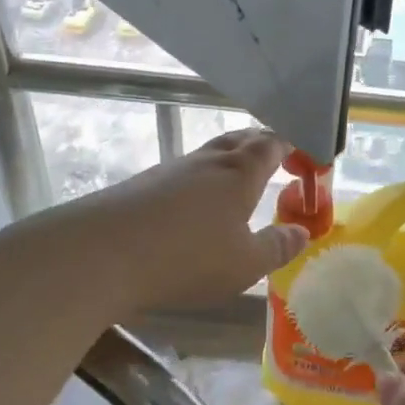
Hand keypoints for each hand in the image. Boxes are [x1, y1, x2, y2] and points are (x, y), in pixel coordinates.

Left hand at [85, 128, 308, 312]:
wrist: (99, 254)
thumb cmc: (186, 257)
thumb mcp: (244, 264)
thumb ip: (276, 246)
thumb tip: (301, 232)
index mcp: (239, 172)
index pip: (272, 143)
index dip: (291, 146)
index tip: (305, 158)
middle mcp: (207, 162)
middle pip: (239, 140)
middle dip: (261, 146)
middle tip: (276, 162)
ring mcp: (171, 170)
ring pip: (209, 156)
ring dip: (229, 164)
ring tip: (238, 187)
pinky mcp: (142, 185)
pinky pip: (184, 175)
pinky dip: (200, 184)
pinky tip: (195, 209)